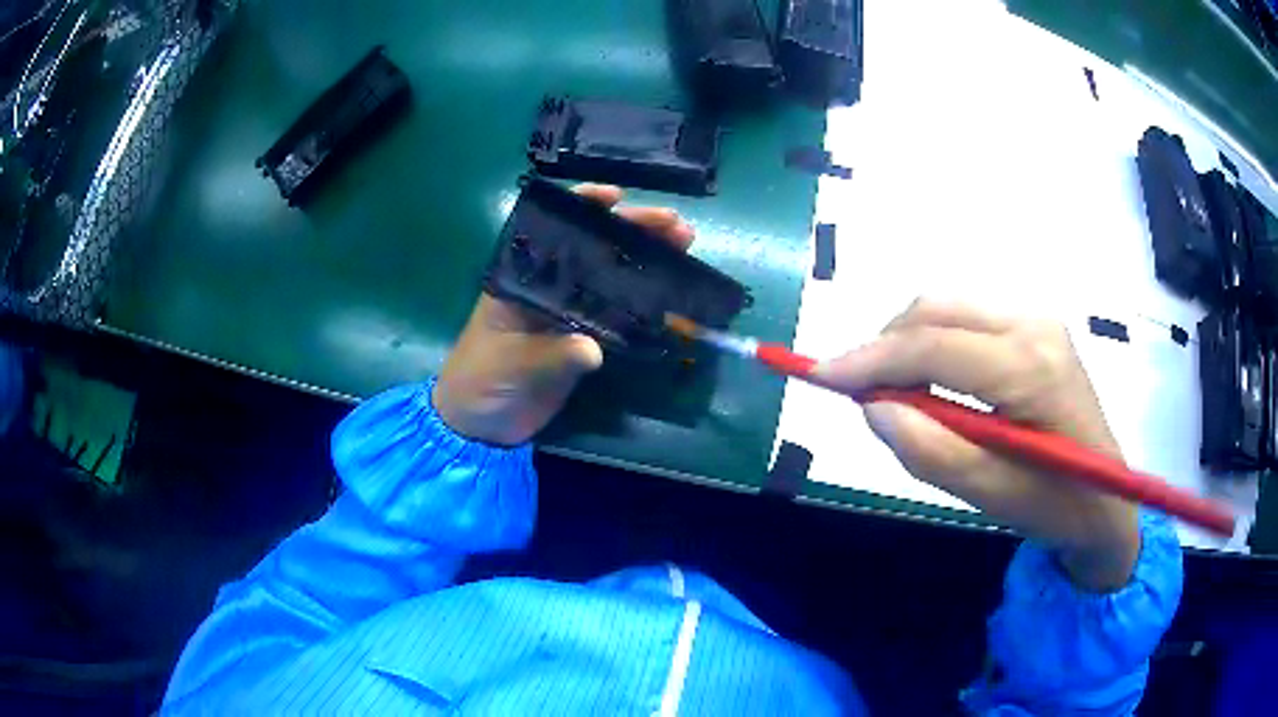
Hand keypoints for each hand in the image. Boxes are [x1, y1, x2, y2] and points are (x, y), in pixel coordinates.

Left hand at [433, 185, 694, 446]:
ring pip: (614, 278)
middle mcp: (550, 285)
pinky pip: (622, 318)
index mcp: (523, 277)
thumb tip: (595, 349)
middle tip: (675, 226)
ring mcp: (570, 312)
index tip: (616, 196)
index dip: (585, 207)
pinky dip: (649, 311)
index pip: (555, 229)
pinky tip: (678, 305)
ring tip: (686, 248)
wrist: (481, 425)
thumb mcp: (512, 363)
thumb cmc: (481, 380)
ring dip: (649, 263)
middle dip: (635, 231)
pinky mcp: (585, 339)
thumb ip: (552, 354)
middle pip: (596, 248)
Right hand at [814, 299, 1140, 592]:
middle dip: (885, 345)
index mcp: (1030, 366)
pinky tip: (929, 379)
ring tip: (890, 390)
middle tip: (854, 390)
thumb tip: (872, 407)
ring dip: (908, 342)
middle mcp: (1033, 323)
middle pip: (937, 309)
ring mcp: (1037, 319)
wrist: (1110, 500)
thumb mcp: (993, 496)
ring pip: (948, 307)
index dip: (870, 358)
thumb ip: (931, 451)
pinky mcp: (1035, 327)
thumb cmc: (1057, 506)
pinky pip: (967, 318)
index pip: (934, 346)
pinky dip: (933, 342)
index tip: (819, 376)